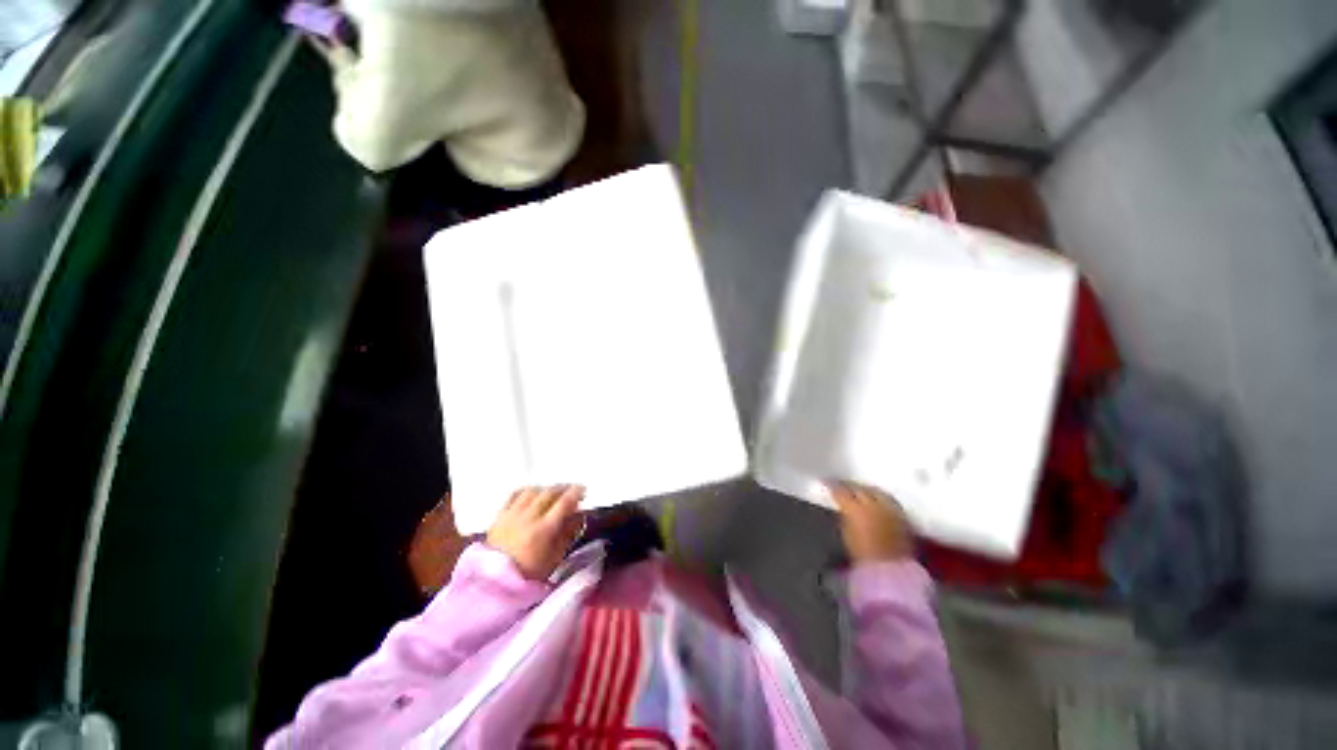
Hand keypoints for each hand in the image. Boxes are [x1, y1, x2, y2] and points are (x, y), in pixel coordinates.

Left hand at [487, 485, 585, 579]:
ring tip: (553, 492)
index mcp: (544, 529)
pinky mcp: (499, 516)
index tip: (583, 490)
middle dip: (563, 488)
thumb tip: (578, 516)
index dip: (576, 492)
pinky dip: (527, 491)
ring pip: (533, 491)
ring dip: (546, 489)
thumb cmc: (529, 574)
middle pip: (549, 493)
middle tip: (572, 491)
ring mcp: (512, 514)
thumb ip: (567, 534)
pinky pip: (514, 495)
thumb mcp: (555, 558)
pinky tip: (532, 494)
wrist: (495, 584)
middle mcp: (529, 517)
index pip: (564, 502)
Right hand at [829, 482, 912, 562]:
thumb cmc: (863, 556)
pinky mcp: (903, 517)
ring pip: (876, 491)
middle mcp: (874, 505)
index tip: (828, 484)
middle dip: (851, 486)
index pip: (841, 491)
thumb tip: (843, 507)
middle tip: (843, 486)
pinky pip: (890, 501)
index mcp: (855, 509)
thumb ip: (844, 515)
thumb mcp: (846, 533)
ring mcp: (890, 510)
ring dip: (867, 490)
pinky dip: (882, 498)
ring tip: (861, 491)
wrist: (890, 572)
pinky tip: (878, 501)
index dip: (834, 486)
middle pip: (860, 488)